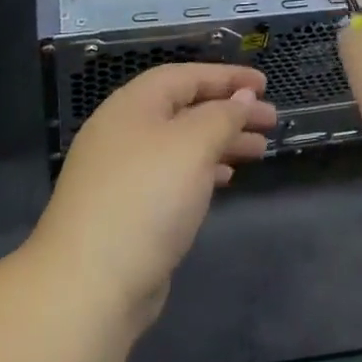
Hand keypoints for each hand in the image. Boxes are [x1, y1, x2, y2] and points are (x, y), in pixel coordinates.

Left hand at [30, 63, 275, 326]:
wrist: (90, 285)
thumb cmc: (146, 198)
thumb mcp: (192, 145)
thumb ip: (222, 116)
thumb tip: (241, 96)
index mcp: (133, 106)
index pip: (185, 76)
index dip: (227, 76)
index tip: (265, 84)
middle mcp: (124, 132)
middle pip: (185, 109)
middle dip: (229, 111)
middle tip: (271, 120)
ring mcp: (123, 172)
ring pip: (181, 143)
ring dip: (221, 141)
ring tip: (259, 150)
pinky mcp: (127, 208)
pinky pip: (173, 174)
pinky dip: (202, 170)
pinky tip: (225, 179)